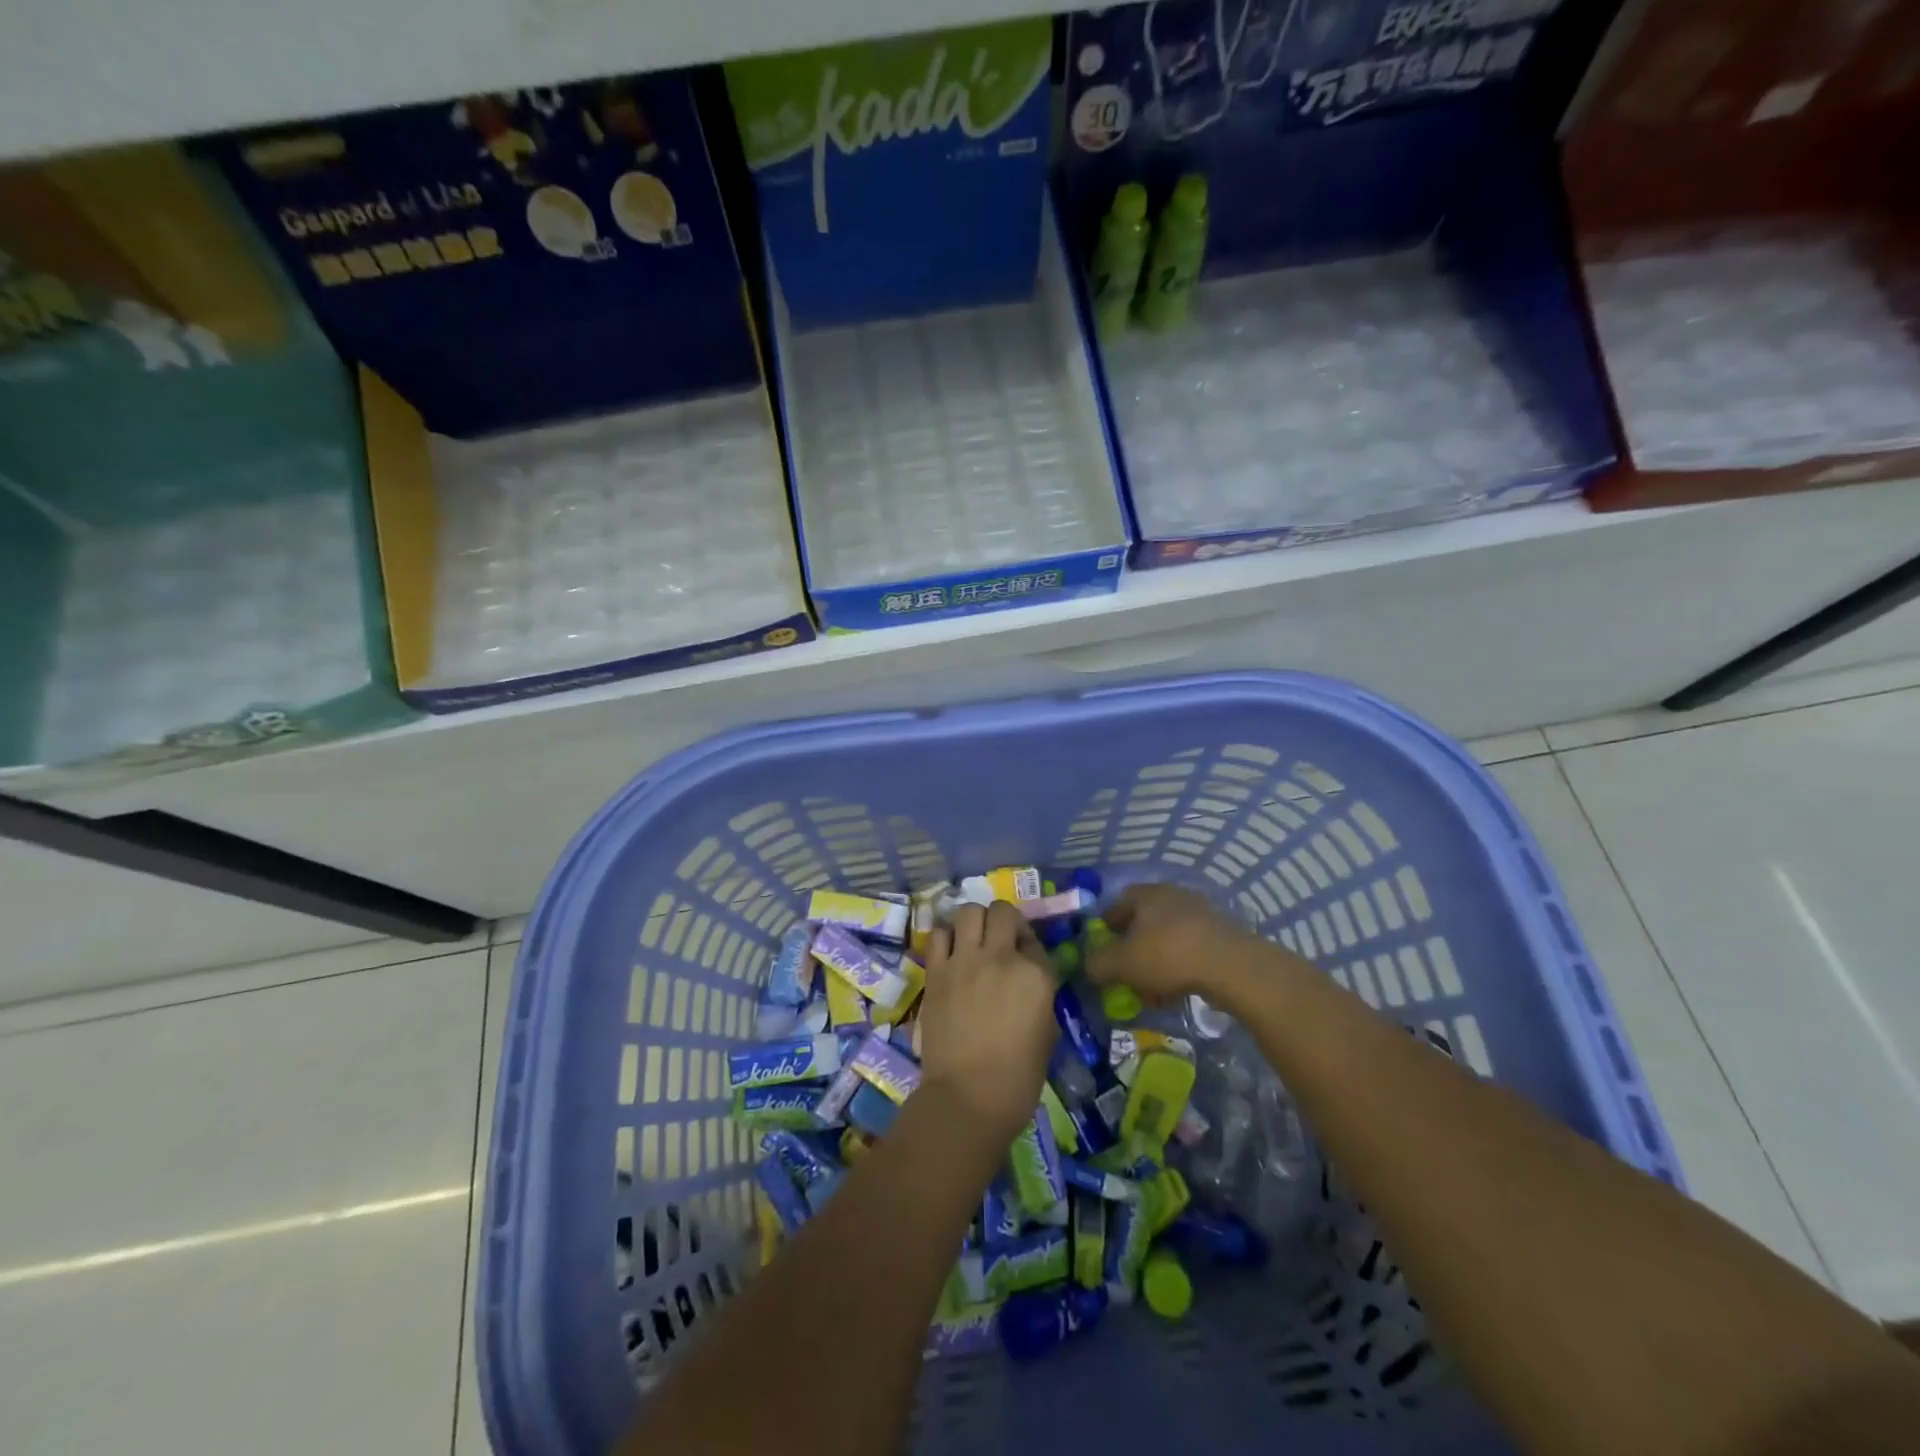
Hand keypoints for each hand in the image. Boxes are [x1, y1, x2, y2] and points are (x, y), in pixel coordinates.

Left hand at [919, 901, 1058, 1145]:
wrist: (968, 1097)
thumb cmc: (1018, 1077)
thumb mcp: (1047, 1032)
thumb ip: (1039, 996)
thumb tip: (1028, 982)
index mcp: (1036, 975)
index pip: (1035, 941)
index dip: (1030, 947)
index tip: (1025, 961)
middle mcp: (1001, 957)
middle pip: (1002, 912)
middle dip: (1004, 921)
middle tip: (1001, 941)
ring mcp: (965, 961)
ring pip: (969, 911)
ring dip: (974, 922)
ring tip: (973, 942)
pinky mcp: (936, 972)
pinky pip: (939, 935)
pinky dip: (946, 938)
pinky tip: (950, 955)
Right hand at [1085, 883, 1269, 1004]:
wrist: (1230, 966)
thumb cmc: (1167, 955)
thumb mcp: (1121, 963)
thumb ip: (1097, 964)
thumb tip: (1086, 965)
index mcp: (1146, 894)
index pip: (1116, 905)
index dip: (1105, 928)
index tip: (1101, 951)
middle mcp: (1172, 896)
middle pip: (1143, 922)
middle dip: (1132, 948)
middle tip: (1125, 972)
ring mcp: (1199, 913)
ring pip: (1166, 938)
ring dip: (1155, 961)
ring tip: (1150, 989)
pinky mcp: (1220, 934)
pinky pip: (1189, 949)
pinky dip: (1178, 967)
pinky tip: (1175, 990)